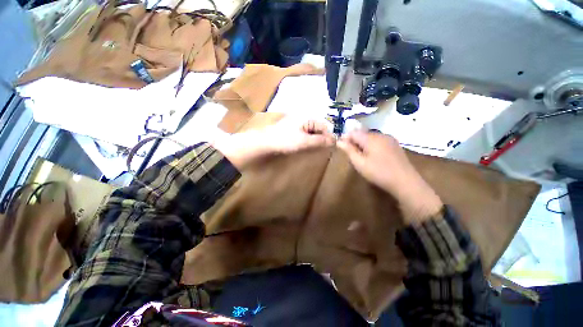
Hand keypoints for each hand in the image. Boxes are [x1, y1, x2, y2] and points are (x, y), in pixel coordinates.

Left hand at [214, 118, 334, 168]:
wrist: (265, 143)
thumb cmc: (285, 140)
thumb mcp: (304, 141)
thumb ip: (319, 141)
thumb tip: (334, 141)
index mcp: (307, 118)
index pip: (324, 126)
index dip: (328, 136)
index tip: (330, 147)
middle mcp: (303, 119)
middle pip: (318, 128)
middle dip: (321, 139)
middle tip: (322, 149)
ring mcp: (297, 124)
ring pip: (311, 132)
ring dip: (315, 140)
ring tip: (314, 149)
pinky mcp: (292, 130)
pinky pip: (305, 134)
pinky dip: (307, 140)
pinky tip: (306, 146)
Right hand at [337, 130, 442, 222]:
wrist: (405, 182)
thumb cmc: (379, 172)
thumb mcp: (359, 163)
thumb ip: (349, 150)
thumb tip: (339, 141)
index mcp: (371, 138)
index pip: (354, 132)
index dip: (346, 138)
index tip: (341, 146)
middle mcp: (381, 135)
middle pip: (363, 134)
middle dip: (354, 141)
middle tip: (350, 154)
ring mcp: (389, 139)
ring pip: (371, 137)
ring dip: (363, 144)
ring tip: (361, 156)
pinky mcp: (395, 145)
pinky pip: (379, 141)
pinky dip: (372, 146)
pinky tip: (373, 156)